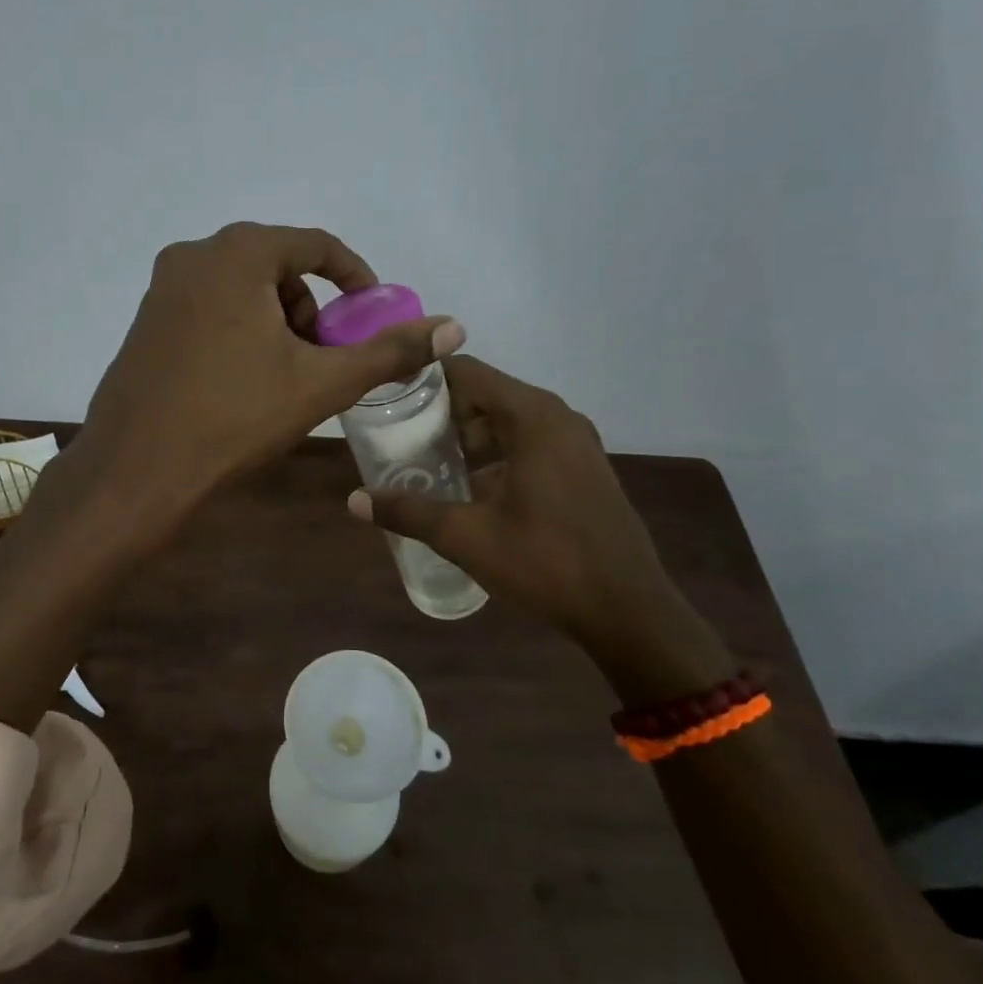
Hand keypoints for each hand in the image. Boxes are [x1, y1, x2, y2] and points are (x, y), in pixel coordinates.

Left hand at [77, 223, 461, 520]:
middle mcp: (193, 256)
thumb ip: (389, 351)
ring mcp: (162, 289)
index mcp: (236, 254)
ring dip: (276, 322)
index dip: (354, 278)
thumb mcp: (321, 383)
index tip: (371, 315)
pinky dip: (240, 331)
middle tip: (323, 358)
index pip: (315, 245)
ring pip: (242, 289)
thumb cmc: (234, 418)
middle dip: (311, 308)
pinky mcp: (146, 322)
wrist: (137, 470)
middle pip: (277, 266)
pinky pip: (209, 308)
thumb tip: (454, 327)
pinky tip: (242, 383)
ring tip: (285, 377)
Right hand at [349, 356, 729, 694]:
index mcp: (532, 417)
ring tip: (424, 463)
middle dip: (440, 414)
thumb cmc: (546, 563)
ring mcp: (575, 443)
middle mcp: (556, 417)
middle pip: (485, 395)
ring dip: (467, 438)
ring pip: (507, 422)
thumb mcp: (467, 537)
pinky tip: (467, 489)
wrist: (628, 611)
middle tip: (396, 436)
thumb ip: (408, 512)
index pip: (466, 372)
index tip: (386, 396)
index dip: (423, 379)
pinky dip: (494, 455)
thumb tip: (354, 500)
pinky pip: (528, 444)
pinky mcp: (583, 468)